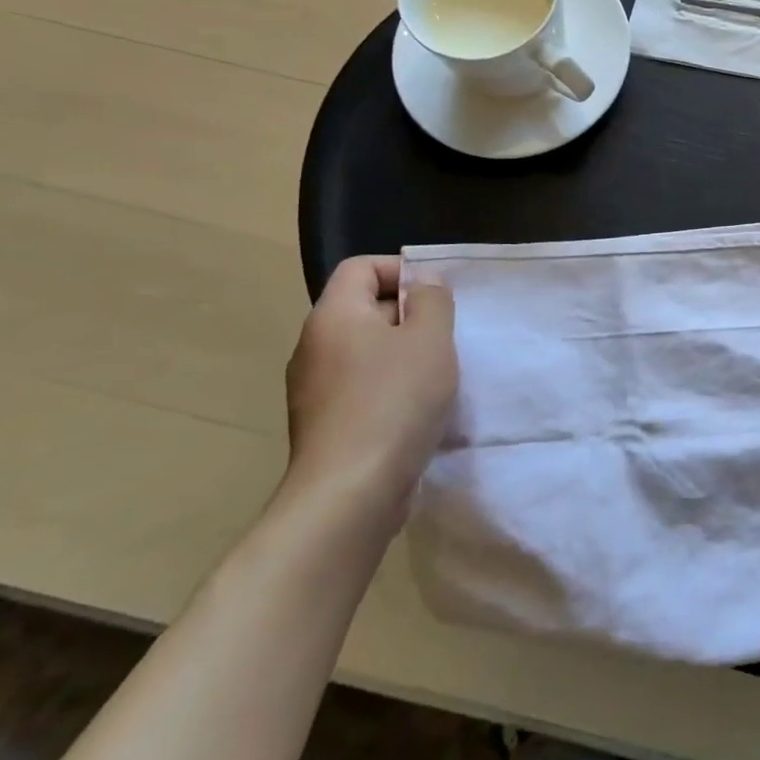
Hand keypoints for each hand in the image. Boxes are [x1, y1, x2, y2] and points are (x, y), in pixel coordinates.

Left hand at [282, 257, 458, 523]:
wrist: (350, 492)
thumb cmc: (395, 400)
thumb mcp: (430, 338)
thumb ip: (432, 300)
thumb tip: (424, 283)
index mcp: (333, 316)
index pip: (361, 267)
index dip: (402, 270)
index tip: (438, 296)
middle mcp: (314, 346)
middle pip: (364, 308)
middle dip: (409, 315)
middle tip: (446, 335)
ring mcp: (314, 389)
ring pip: (366, 350)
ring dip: (404, 354)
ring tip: (438, 374)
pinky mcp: (324, 423)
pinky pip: (361, 386)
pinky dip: (391, 387)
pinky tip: (417, 410)